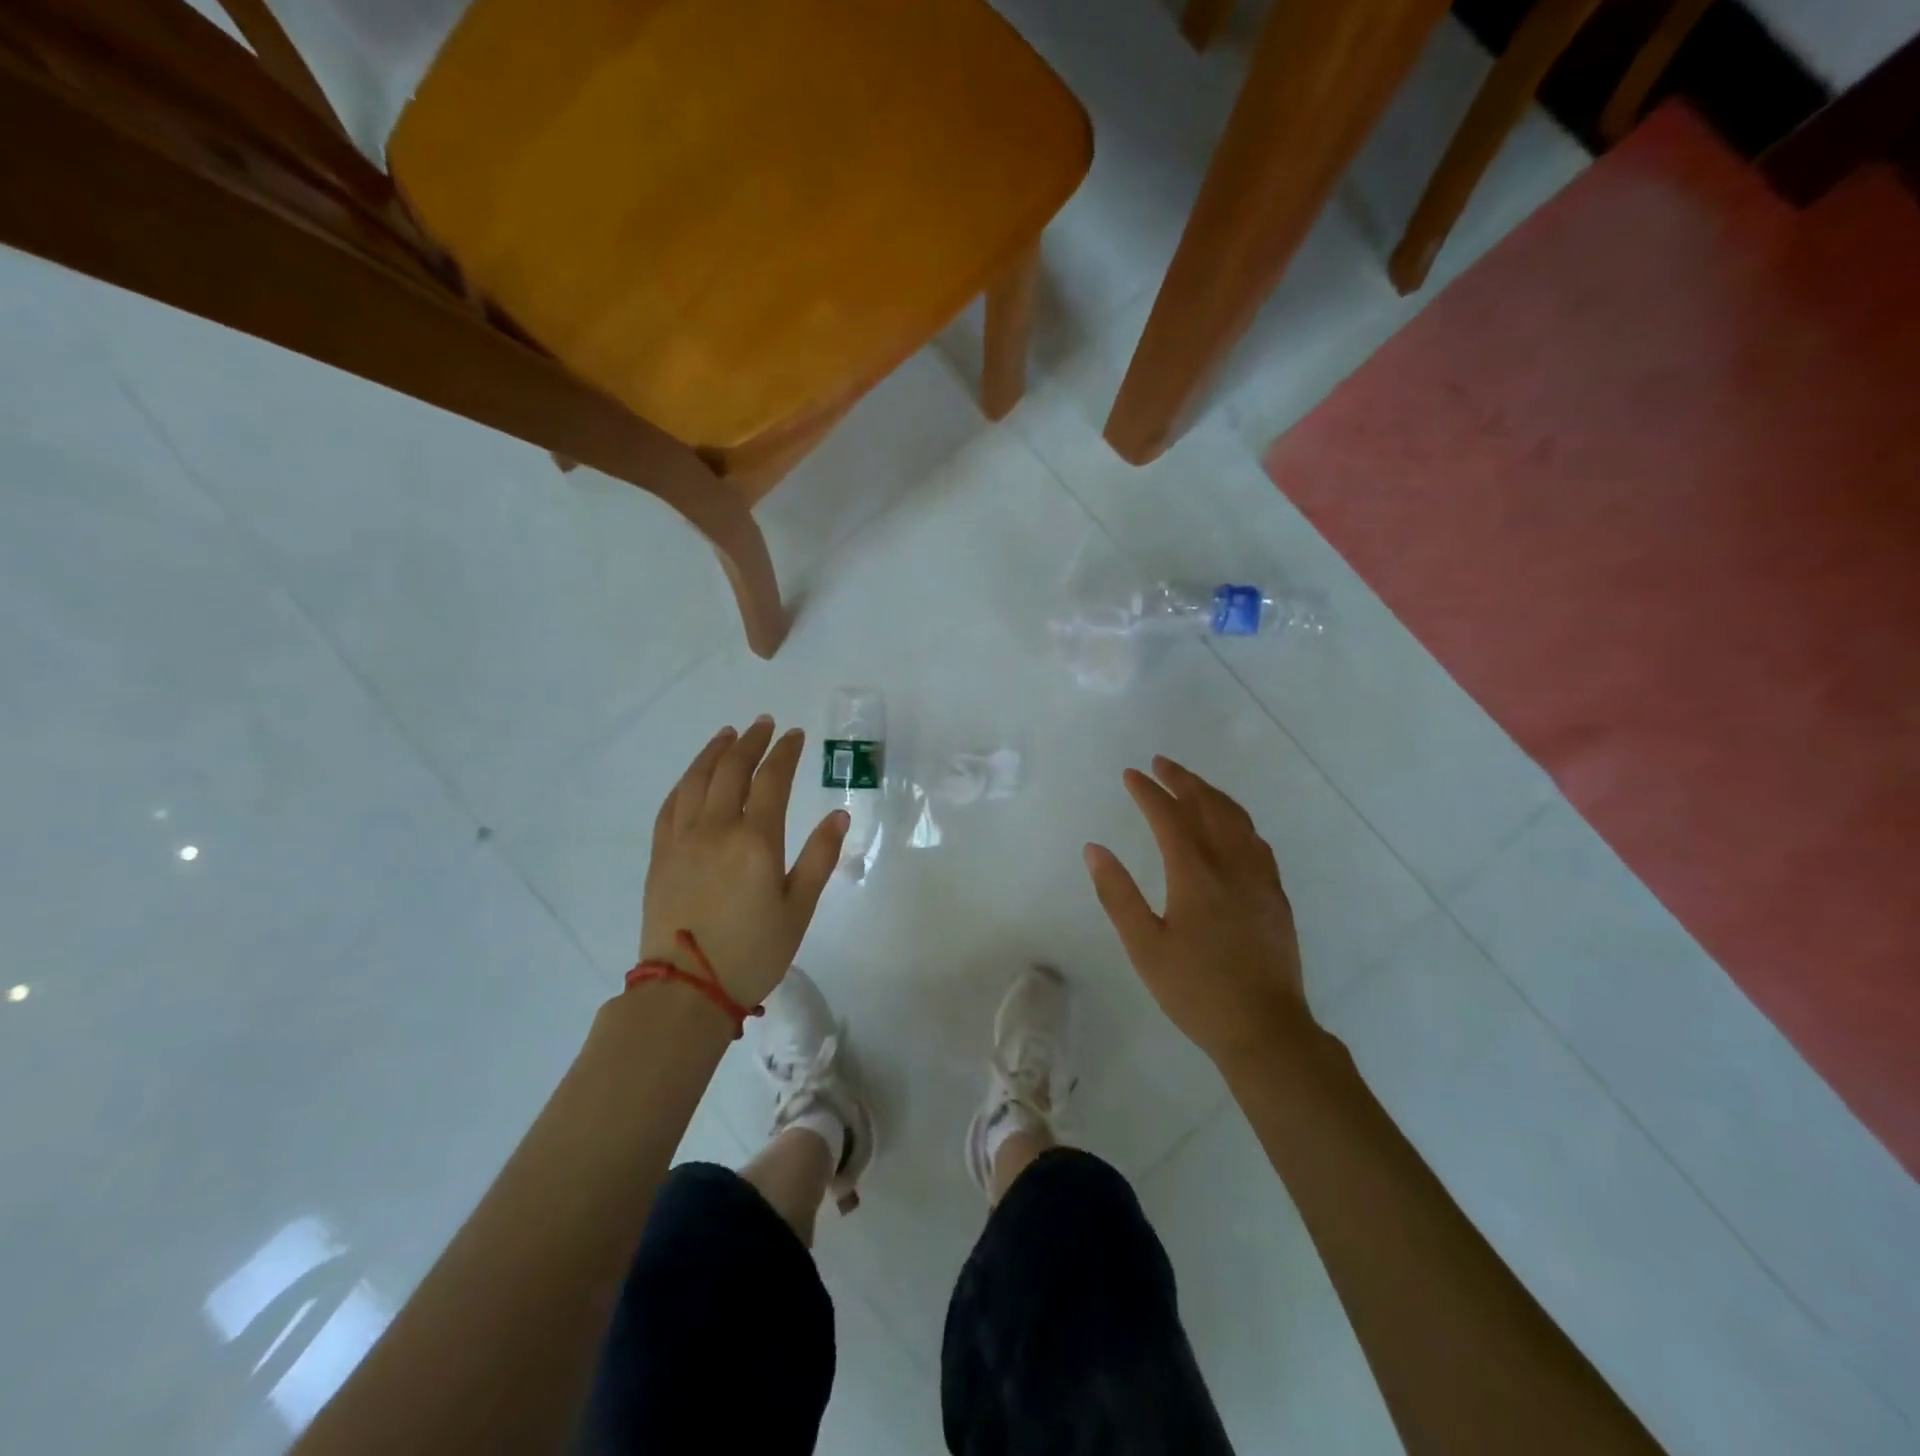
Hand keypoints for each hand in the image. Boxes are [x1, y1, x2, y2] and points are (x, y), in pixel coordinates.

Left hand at [640, 717, 848, 1009]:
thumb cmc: (753, 952)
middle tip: (764, 724)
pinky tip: (694, 775)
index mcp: (756, 840)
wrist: (686, 990)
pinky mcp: (660, 854)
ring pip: (697, 780)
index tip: (795, 735)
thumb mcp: (799, 909)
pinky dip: (685, 781)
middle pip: (732, 770)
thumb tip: (839, 814)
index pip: (772, 779)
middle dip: (751, 742)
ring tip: (728, 735)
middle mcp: (716, 828)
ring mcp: (683, 839)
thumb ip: (819, 857)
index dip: (785, 752)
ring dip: (714, 752)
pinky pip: (671, 804)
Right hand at [1085, 756, 1310, 1070]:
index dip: (1148, 792)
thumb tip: (1095, 849)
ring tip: (1193, 785)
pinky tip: (1231, 827)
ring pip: (1238, 820)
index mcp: (1196, 875)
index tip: (1130, 775)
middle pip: (1209, 807)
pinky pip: (1256, 840)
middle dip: (1183, 781)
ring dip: (1212, 795)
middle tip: (1161, 764)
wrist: (1265, 1030)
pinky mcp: (1276, 896)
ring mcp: (1260, 879)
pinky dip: (1237, 819)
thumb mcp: (1144, 946)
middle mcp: (1232, 865)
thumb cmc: (1195, 990)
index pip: (1169, 817)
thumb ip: (1117, 894)